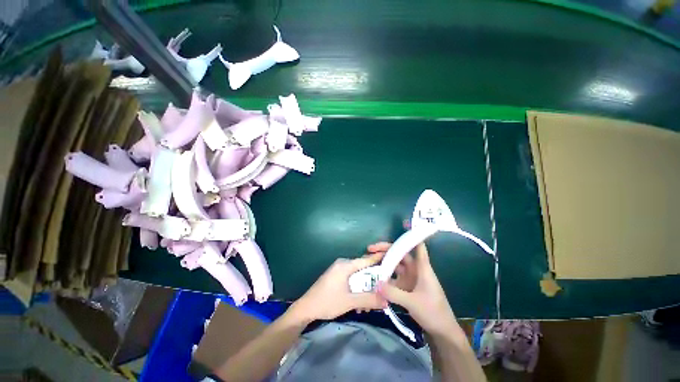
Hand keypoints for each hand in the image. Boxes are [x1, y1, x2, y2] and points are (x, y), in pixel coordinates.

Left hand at [289, 252, 386, 322]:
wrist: (306, 308)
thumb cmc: (327, 302)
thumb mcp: (350, 302)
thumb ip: (369, 300)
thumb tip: (387, 300)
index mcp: (345, 265)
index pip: (366, 260)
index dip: (379, 260)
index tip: (391, 261)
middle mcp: (342, 264)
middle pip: (363, 269)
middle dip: (372, 283)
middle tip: (380, 294)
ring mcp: (338, 270)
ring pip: (357, 276)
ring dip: (364, 289)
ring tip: (368, 306)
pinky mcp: (335, 277)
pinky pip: (350, 279)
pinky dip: (356, 289)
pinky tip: (358, 304)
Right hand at [369, 241, 457, 337]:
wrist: (442, 331)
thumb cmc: (433, 312)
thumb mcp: (413, 303)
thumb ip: (393, 293)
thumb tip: (375, 284)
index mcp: (422, 268)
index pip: (418, 247)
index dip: (413, 236)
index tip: (403, 225)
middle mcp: (415, 270)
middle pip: (400, 254)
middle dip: (386, 250)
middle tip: (371, 249)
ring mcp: (410, 278)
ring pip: (395, 265)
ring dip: (384, 262)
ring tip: (369, 260)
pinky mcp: (406, 287)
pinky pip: (393, 277)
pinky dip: (385, 276)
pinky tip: (375, 276)